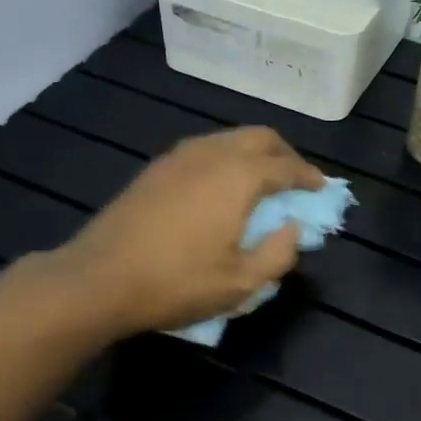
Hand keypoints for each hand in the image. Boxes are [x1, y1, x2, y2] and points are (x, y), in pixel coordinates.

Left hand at [57, 127, 325, 337]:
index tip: (321, 188)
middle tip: (295, 180)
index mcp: (239, 177)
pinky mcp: (156, 167)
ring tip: (261, 182)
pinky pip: (204, 149)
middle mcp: (212, 154)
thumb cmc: (177, 283)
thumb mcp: (240, 284)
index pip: (286, 166)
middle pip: (260, 137)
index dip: (309, 177)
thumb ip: (278, 254)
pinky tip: (221, 187)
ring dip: (253, 153)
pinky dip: (226, 159)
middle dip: (285, 154)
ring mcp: (179, 156)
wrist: (99, 278)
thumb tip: (294, 229)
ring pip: (229, 138)